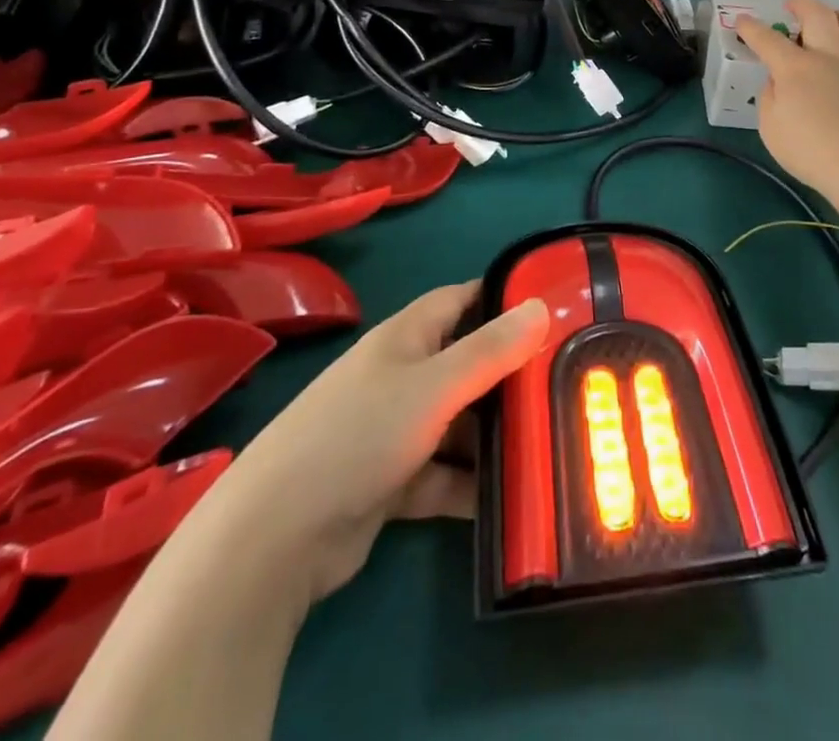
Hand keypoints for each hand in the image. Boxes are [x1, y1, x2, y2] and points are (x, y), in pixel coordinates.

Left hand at [210, 282, 549, 604]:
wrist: (274, 539)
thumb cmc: (357, 436)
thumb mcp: (434, 386)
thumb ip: (491, 350)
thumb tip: (542, 304)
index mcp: (404, 338)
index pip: (461, 300)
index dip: (502, 298)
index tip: (552, 308)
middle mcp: (400, 376)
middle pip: (465, 363)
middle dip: (509, 374)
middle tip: (564, 382)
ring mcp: (393, 431)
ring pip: (457, 422)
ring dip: (494, 434)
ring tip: (548, 441)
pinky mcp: (390, 483)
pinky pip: (443, 474)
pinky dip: (471, 484)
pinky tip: (512, 499)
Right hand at [737, 0, 838, 208]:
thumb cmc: (813, 155)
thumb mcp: (771, 131)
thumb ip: (770, 99)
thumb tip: (777, 81)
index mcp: (796, 69)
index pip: (767, 39)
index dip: (751, 28)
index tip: (743, 20)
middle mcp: (831, 57)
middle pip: (818, 14)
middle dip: (801, 3)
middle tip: (793, 4)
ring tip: (837, 19)